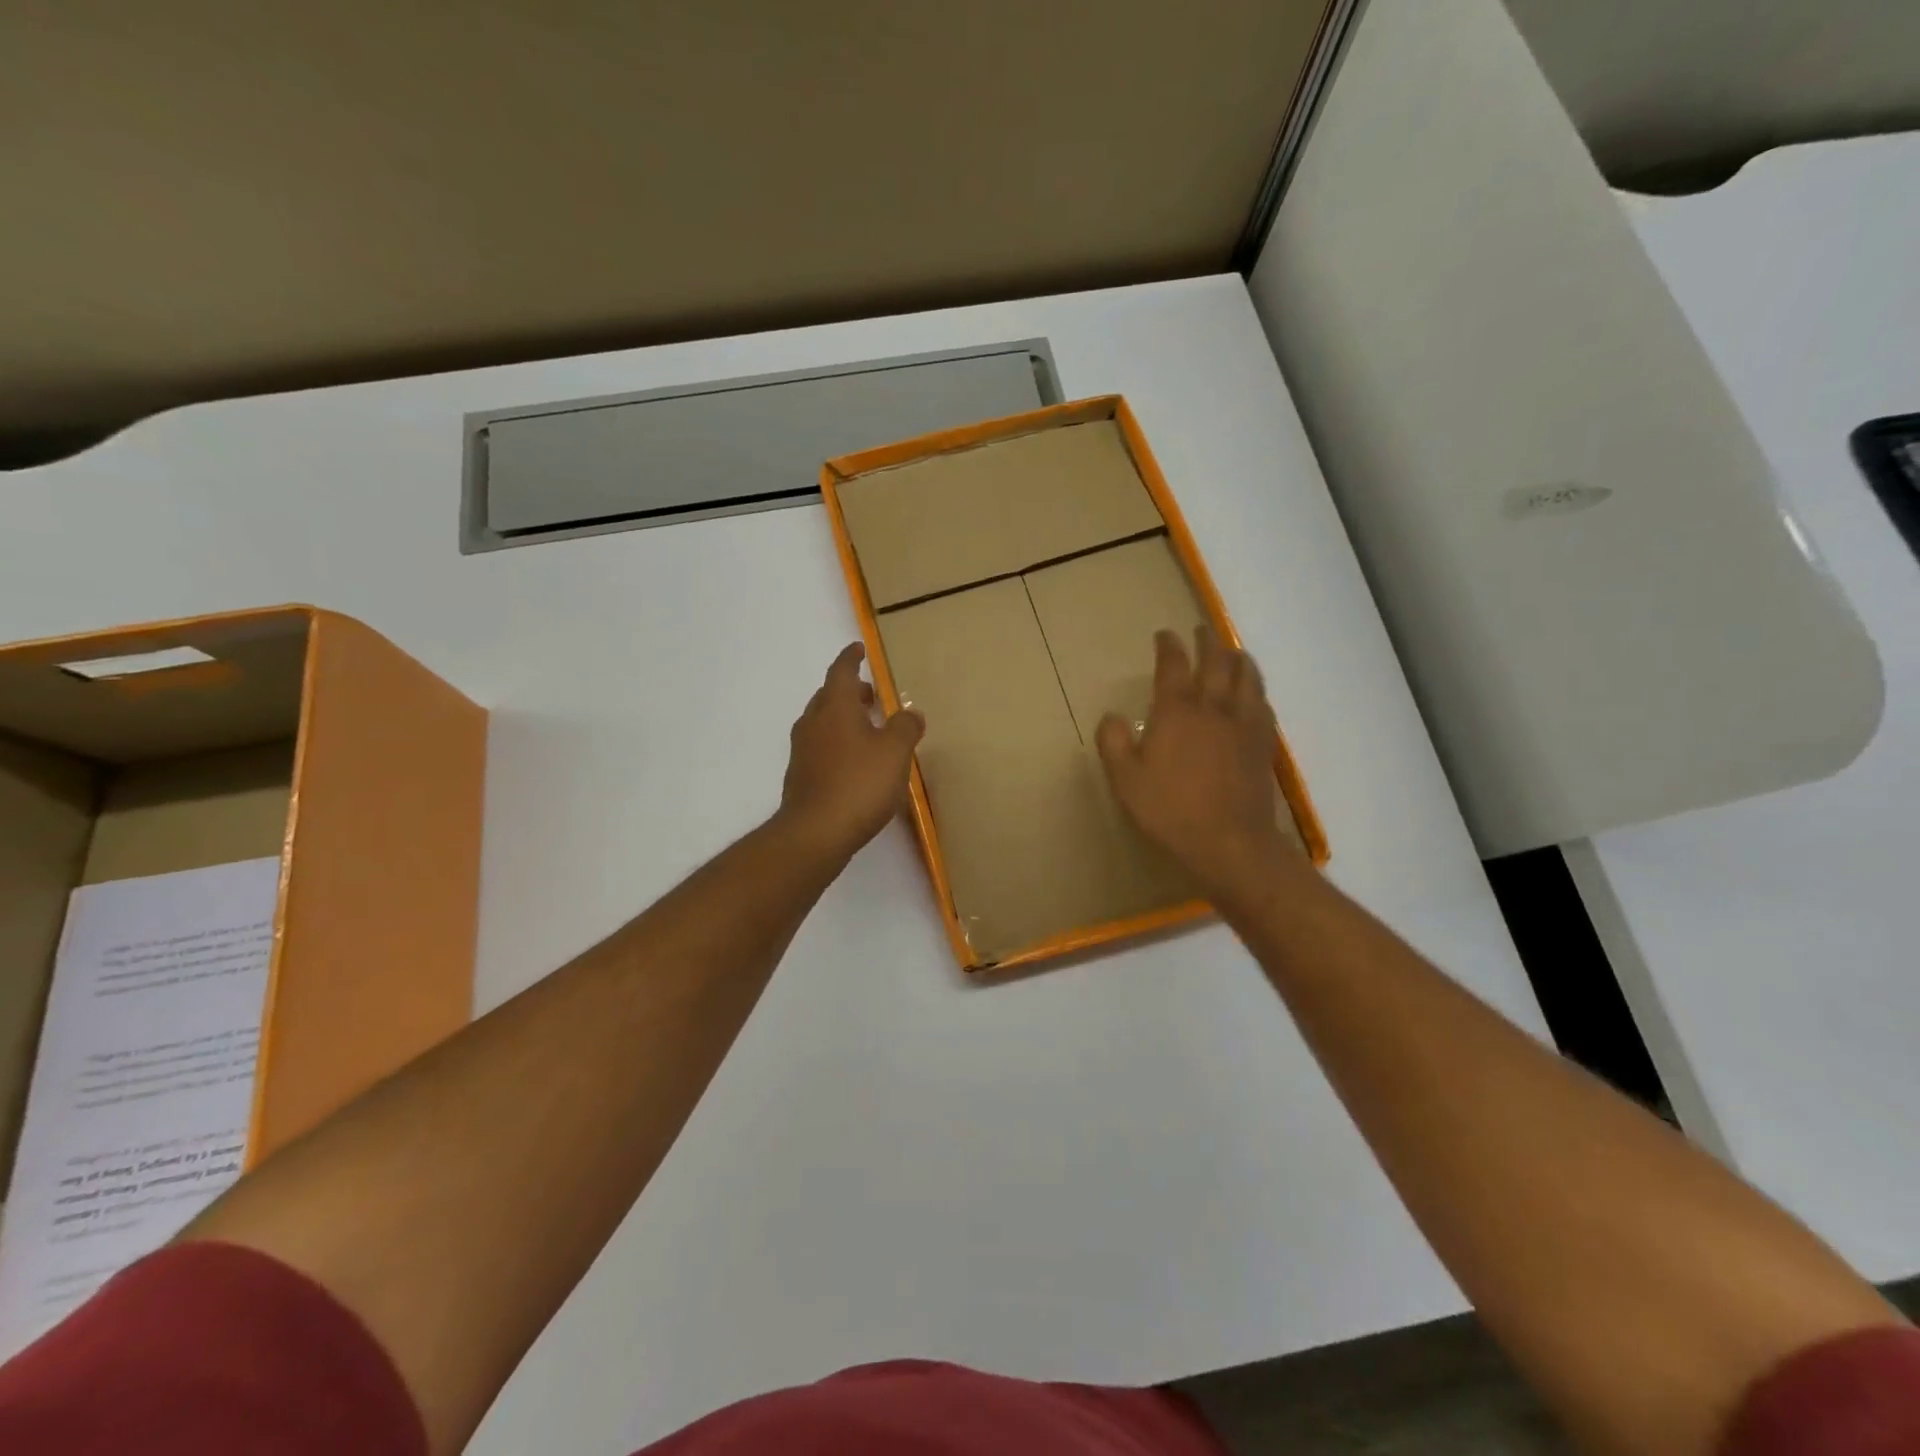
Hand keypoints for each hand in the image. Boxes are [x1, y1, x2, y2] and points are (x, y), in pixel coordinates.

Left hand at [779, 643, 925, 862]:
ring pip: (823, 723)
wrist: (816, 833)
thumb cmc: (859, 783)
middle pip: (828, 696)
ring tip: (868, 729)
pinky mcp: (801, 776)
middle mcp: (813, 723)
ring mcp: (803, 751)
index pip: (840, 671)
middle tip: (871, 694)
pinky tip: (855, 763)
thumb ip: (906, 727)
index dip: (851, 658)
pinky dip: (837, 744)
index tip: (859, 649)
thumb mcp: (895, 752)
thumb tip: (910, 712)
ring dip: (843, 719)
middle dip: (849, 691)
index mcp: (834, 707)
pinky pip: (821, 747)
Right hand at [1096, 627, 1304, 905]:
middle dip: (1208, 642)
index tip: (1165, 635)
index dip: (1169, 647)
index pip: (1173, 667)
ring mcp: (1243, 726)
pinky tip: (1254, 694)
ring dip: (1238, 659)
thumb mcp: (1125, 781)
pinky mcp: (1263, 745)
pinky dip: (1256, 690)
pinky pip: (1263, 705)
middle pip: (1216, 664)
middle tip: (1202, 631)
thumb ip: (1114, 744)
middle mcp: (1213, 709)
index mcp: (1176, 714)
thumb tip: (1112, 717)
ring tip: (1233, 651)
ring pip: (1246, 679)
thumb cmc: (1170, 811)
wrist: (1229, 842)